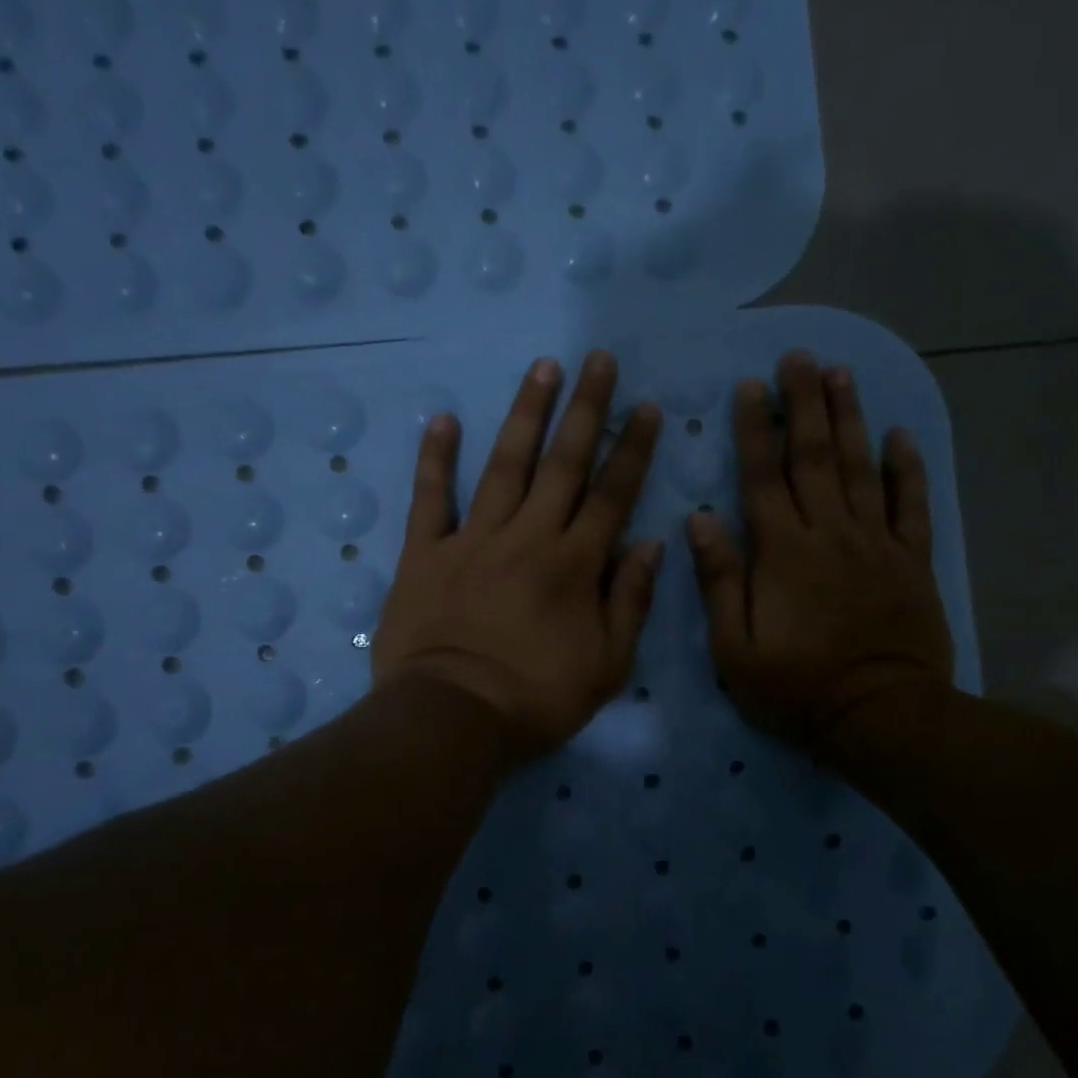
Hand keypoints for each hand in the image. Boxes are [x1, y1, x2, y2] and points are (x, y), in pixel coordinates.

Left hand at [373, 350, 665, 759]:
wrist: (452, 718)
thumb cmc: (536, 699)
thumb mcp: (606, 665)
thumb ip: (631, 601)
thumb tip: (651, 544)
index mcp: (575, 564)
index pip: (612, 495)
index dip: (632, 449)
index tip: (646, 407)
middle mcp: (529, 537)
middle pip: (563, 463)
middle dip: (586, 409)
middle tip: (598, 359)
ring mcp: (473, 539)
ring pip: (505, 465)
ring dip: (526, 414)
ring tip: (543, 368)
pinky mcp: (425, 552)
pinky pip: (431, 498)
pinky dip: (436, 458)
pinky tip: (444, 419)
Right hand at [686, 350, 953, 763]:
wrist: (880, 717)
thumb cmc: (796, 687)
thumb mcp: (734, 647)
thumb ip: (719, 580)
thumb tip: (701, 518)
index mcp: (782, 552)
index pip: (763, 476)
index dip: (756, 429)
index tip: (751, 386)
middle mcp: (830, 534)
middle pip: (815, 457)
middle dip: (805, 404)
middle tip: (800, 357)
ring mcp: (876, 544)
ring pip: (862, 468)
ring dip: (851, 418)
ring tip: (841, 374)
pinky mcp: (912, 561)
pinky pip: (912, 505)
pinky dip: (908, 469)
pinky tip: (901, 435)